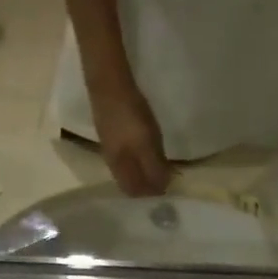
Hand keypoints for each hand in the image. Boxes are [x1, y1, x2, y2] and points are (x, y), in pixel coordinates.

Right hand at [91, 82, 170, 196]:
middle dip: (146, 186)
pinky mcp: (110, 135)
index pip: (134, 191)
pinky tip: (146, 152)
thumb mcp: (147, 143)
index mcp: (119, 167)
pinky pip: (125, 157)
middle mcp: (112, 162)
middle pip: (129, 183)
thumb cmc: (131, 115)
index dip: (150, 194)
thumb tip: (162, 187)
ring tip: (159, 166)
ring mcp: (109, 147)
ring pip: (126, 171)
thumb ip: (154, 167)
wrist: (109, 85)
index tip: (168, 188)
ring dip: (142, 173)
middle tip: (166, 178)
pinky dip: (137, 162)